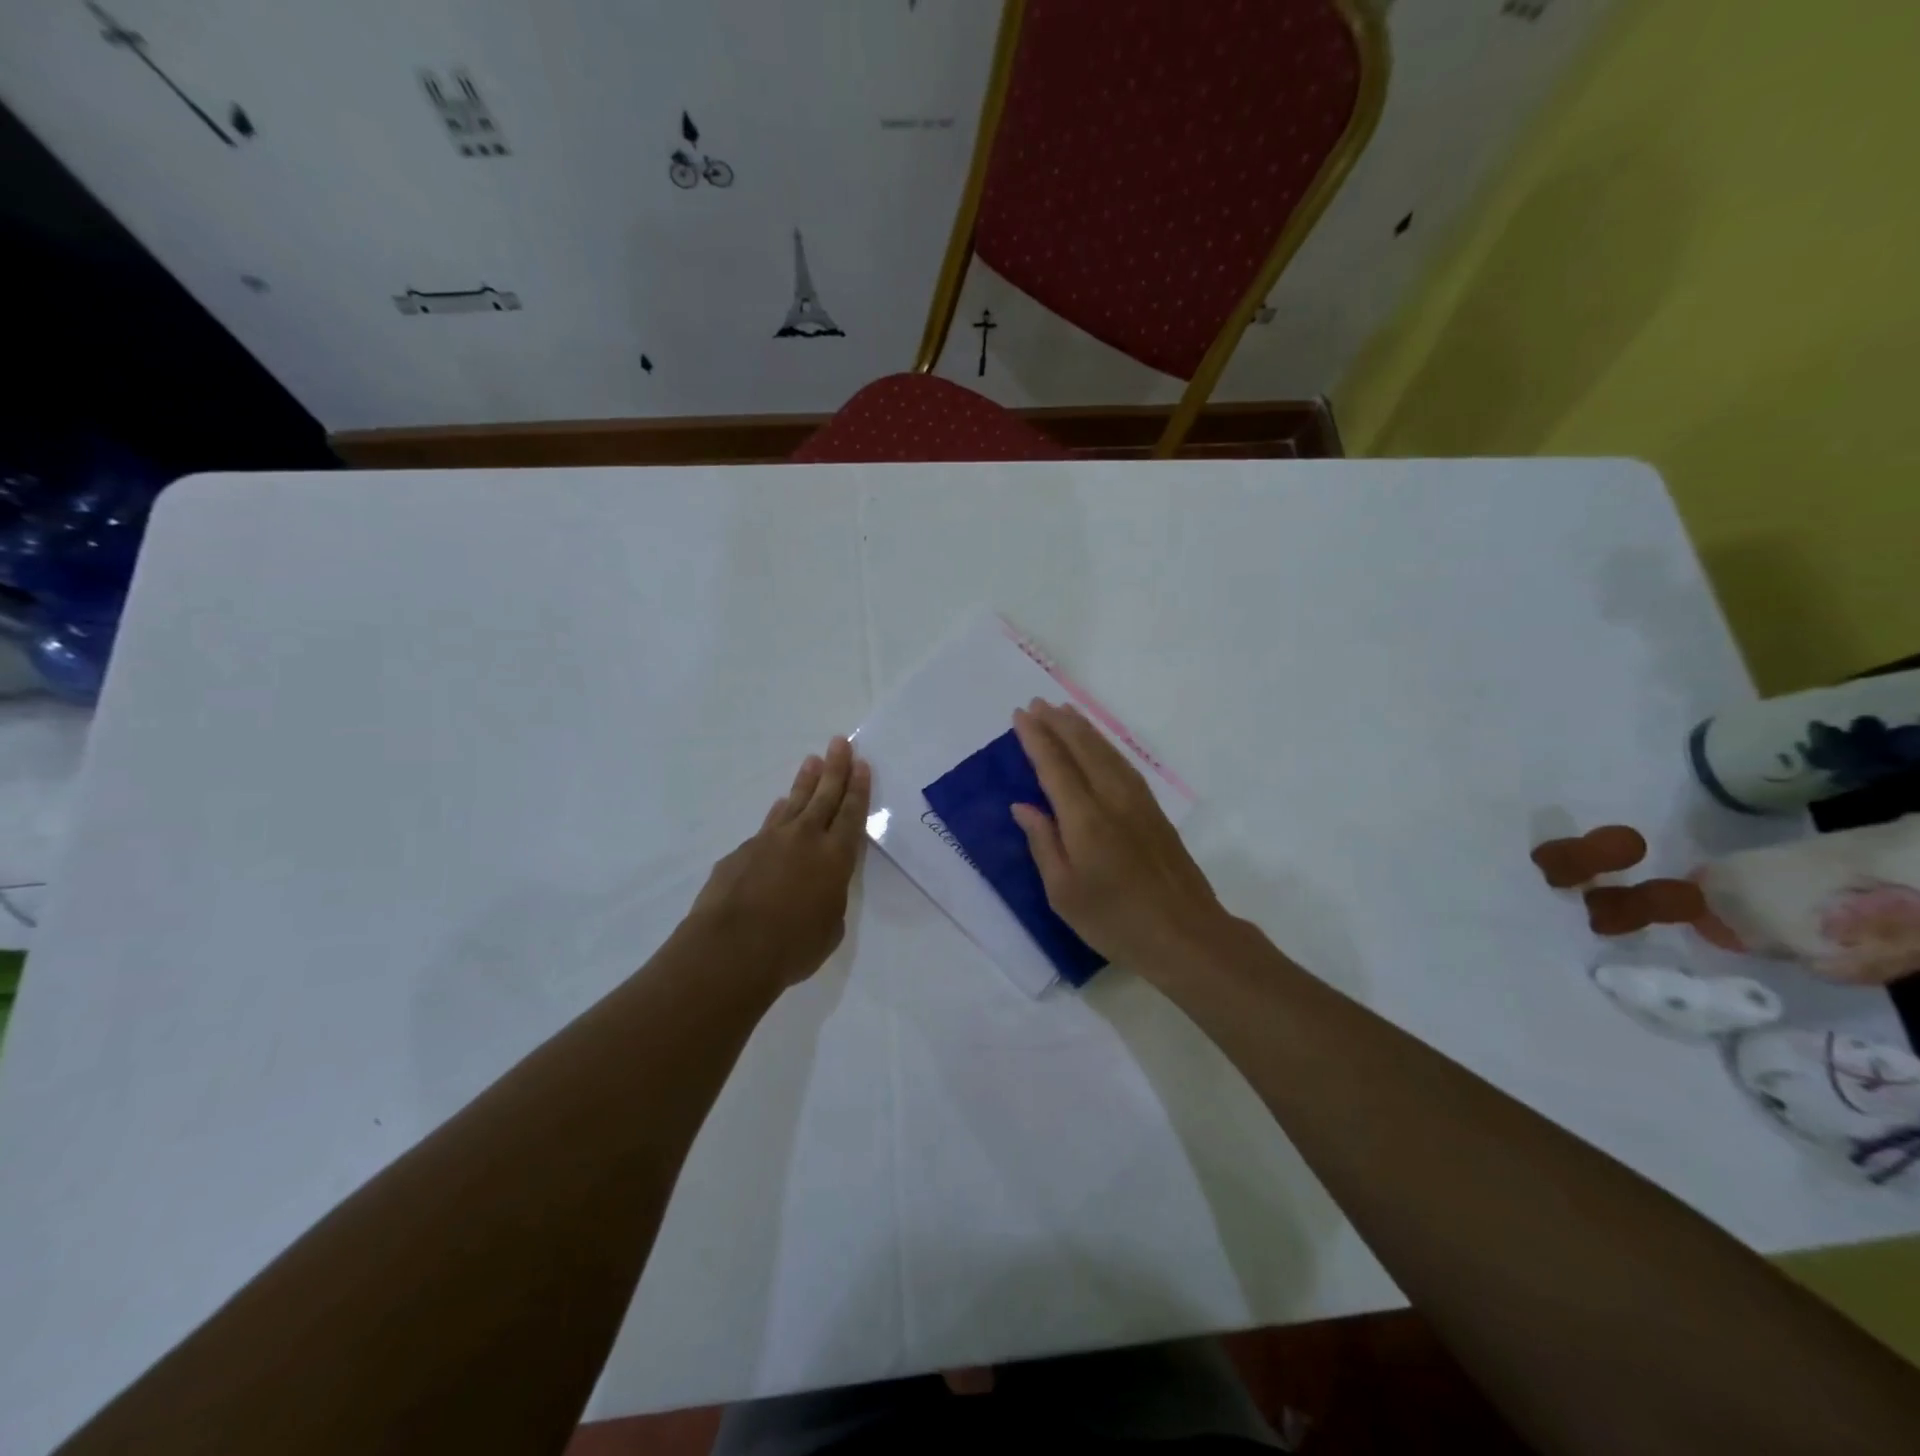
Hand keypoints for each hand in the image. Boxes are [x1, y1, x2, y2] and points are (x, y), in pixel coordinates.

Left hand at [687, 738, 870, 987]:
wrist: (730, 949)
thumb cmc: (792, 946)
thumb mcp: (829, 928)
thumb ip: (829, 900)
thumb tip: (818, 889)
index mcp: (835, 858)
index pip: (851, 814)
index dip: (858, 788)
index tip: (861, 763)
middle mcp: (804, 839)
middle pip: (824, 796)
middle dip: (835, 768)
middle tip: (839, 742)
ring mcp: (769, 841)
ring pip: (793, 803)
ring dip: (805, 782)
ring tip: (812, 761)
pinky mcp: (741, 852)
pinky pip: (767, 826)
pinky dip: (777, 814)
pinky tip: (779, 807)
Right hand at [1011, 700, 1232, 974]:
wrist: (1186, 935)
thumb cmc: (1115, 921)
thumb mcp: (1063, 893)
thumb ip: (1043, 843)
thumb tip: (1023, 806)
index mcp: (1085, 819)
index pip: (1055, 766)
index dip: (1036, 738)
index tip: (1019, 715)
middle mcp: (1112, 799)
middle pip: (1083, 749)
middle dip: (1058, 723)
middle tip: (1037, 703)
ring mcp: (1138, 803)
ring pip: (1107, 752)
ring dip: (1083, 728)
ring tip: (1064, 711)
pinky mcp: (1155, 812)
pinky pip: (1123, 764)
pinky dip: (1105, 746)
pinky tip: (1099, 745)